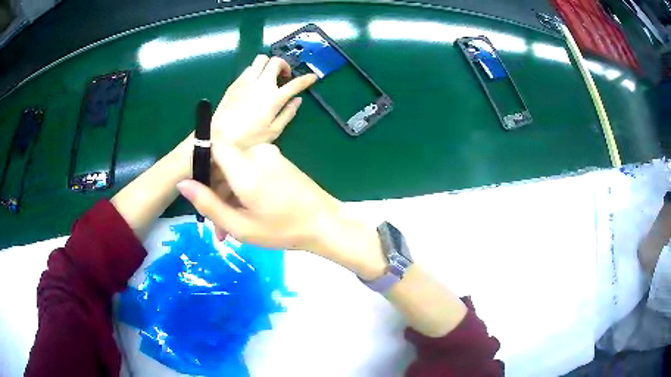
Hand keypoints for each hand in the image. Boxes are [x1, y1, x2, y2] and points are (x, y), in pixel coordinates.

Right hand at [177, 144, 386, 278]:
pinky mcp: (278, 161)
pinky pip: (250, 170)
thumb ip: (208, 204)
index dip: (201, 161)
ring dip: (228, 196)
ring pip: (236, 170)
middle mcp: (257, 153)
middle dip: (214, 193)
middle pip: (223, 162)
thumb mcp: (240, 226)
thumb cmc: (283, 230)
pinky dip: (243, 190)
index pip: (214, 144)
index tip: (199, 189)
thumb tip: (182, 184)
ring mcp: (270, 155)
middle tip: (216, 228)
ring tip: (229, 231)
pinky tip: (245, 216)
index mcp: (245, 167)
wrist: (325, 224)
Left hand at [213, 55, 316, 148]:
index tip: (313, 77)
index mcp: (274, 98)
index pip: (295, 83)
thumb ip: (288, 113)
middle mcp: (261, 84)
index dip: (306, 79)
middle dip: (284, 65)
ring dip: (268, 64)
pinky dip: (256, 70)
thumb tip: (297, 100)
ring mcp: (246, 81)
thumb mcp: (273, 131)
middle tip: (284, 76)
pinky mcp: (235, 83)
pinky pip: (248, 68)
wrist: (221, 137)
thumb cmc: (249, 139)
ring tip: (268, 76)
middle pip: (276, 61)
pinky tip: (254, 83)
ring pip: (261, 60)